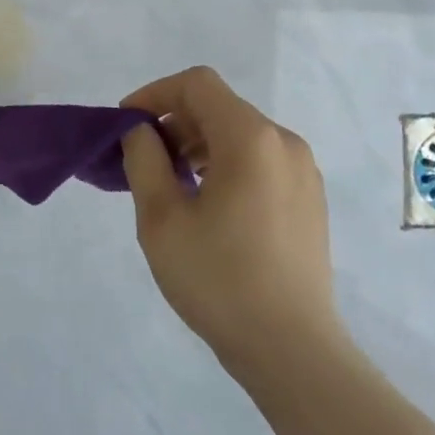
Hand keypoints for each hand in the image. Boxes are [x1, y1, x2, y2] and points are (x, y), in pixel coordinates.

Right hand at [119, 67, 346, 376]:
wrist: (291, 349)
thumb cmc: (218, 280)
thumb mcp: (161, 218)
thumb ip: (144, 160)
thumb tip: (141, 132)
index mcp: (250, 138)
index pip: (197, 85)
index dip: (154, 94)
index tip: (126, 125)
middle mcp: (284, 142)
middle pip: (220, 107)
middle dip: (174, 122)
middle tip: (141, 159)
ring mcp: (303, 171)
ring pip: (240, 134)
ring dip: (198, 144)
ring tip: (170, 183)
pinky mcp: (309, 199)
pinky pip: (260, 160)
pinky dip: (225, 164)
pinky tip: (206, 203)